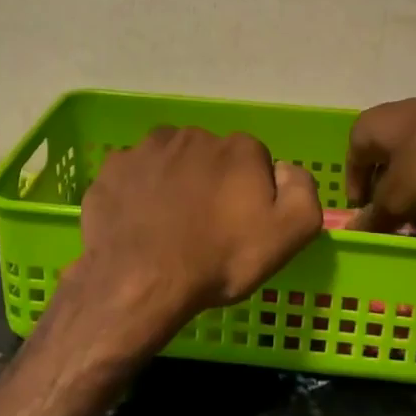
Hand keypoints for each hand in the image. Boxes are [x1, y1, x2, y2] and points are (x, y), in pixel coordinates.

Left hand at [78, 126, 323, 328]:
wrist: (140, 279)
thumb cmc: (219, 260)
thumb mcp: (287, 235)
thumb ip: (302, 191)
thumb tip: (286, 169)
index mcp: (239, 149)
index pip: (255, 162)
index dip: (251, 194)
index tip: (241, 224)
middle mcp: (194, 135)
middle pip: (211, 157)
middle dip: (211, 182)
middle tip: (205, 226)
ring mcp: (148, 148)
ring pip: (171, 160)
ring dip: (174, 181)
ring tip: (168, 223)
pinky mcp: (114, 167)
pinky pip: (134, 174)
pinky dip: (138, 191)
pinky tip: (138, 220)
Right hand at [346, 81, 415, 231]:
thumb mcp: (399, 196)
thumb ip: (376, 216)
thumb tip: (355, 232)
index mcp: (370, 128)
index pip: (353, 167)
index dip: (359, 200)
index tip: (370, 228)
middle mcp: (396, 122)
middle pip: (388, 172)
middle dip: (395, 208)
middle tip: (403, 236)